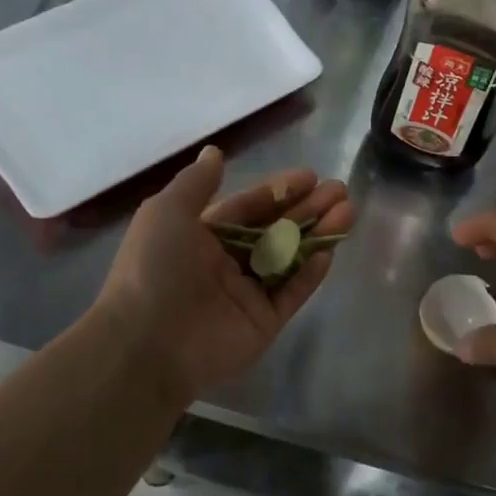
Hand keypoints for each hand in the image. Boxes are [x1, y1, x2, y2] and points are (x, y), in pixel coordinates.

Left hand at [94, 146, 353, 405]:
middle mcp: (225, 263)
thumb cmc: (155, 268)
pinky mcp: (263, 323)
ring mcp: (246, 295)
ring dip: (317, 235)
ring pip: (289, 259)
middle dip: (307, 209)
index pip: (248, 208)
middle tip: (340, 191)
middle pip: (274, 230)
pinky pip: (291, 293)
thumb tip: (214, 152)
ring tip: (348, 211)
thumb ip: (197, 182)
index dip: (278, 191)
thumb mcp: (167, 212)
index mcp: (201, 236)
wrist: (147, 343)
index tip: (310, 177)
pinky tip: (330, 251)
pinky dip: (310, 273)